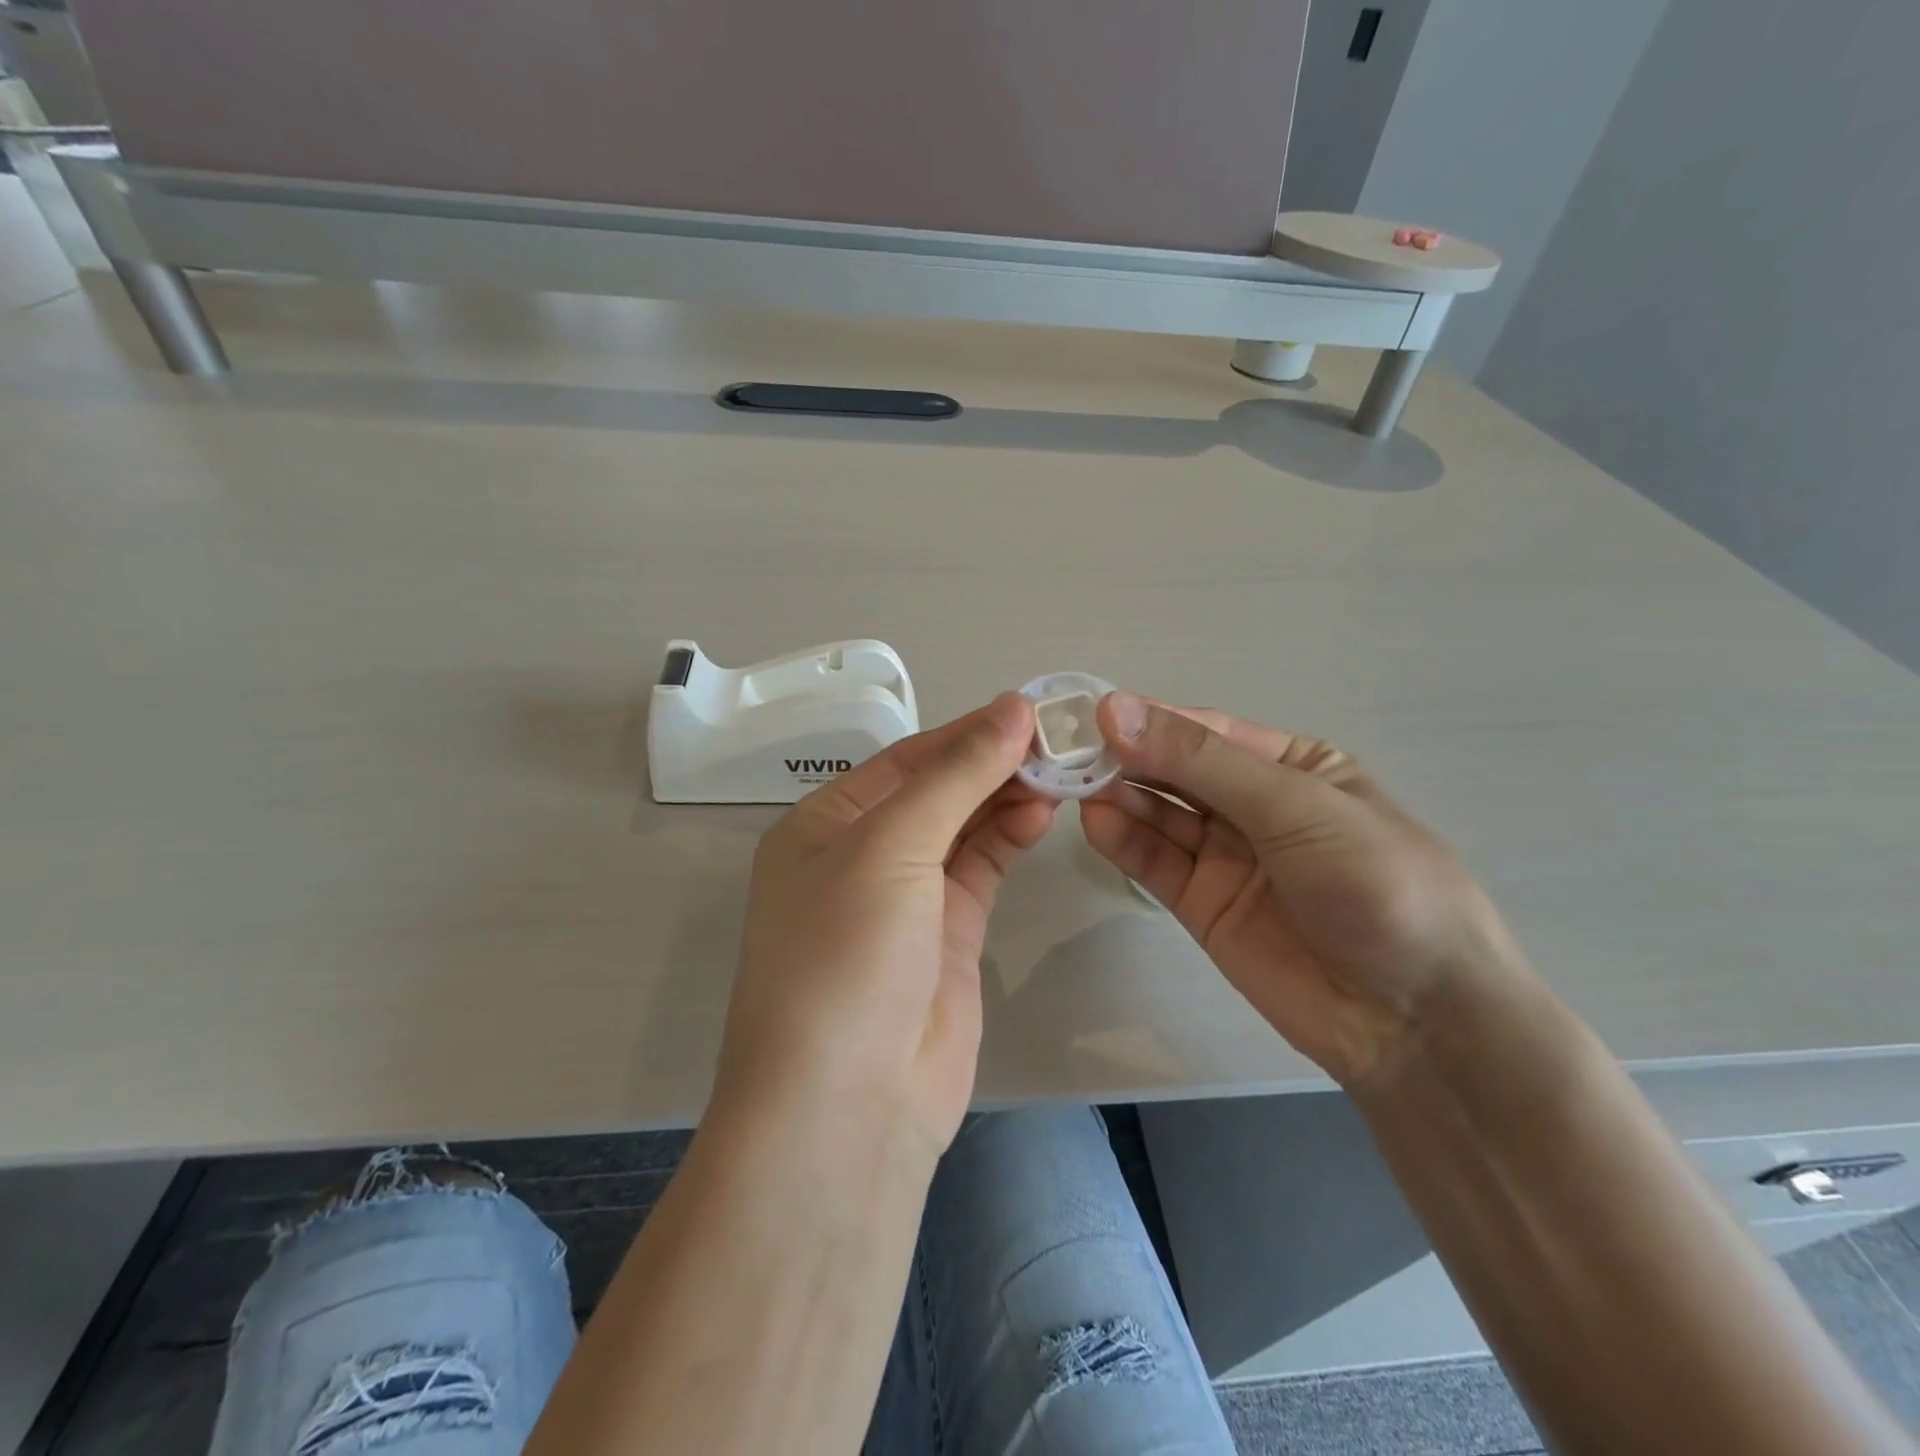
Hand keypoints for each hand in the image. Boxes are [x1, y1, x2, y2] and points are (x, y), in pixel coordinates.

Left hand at [714, 693, 1055, 1162]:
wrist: (849, 1105)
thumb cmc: (846, 954)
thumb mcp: (891, 846)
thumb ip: (956, 775)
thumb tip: (1013, 708)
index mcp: (826, 823)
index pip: (906, 759)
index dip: (966, 732)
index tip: (1029, 709)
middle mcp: (863, 855)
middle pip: (938, 790)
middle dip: (992, 763)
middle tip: (1058, 740)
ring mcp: (908, 898)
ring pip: (965, 828)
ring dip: (1007, 797)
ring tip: (1060, 772)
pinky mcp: (948, 935)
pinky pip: (982, 869)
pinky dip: (1010, 838)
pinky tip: (1042, 814)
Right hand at [1079, 693, 1529, 1087]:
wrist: (1415, 1019)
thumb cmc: (1376, 884)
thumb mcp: (1295, 806)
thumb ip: (1201, 761)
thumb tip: (1116, 711)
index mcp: (1290, 766)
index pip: (1205, 731)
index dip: (1150, 720)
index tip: (1093, 715)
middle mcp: (1252, 804)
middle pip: (1174, 771)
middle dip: (1125, 758)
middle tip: (1068, 751)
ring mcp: (1225, 856)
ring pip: (1158, 815)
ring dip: (1117, 797)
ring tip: (1073, 786)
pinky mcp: (1202, 905)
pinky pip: (1155, 863)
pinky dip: (1124, 842)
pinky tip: (1095, 824)